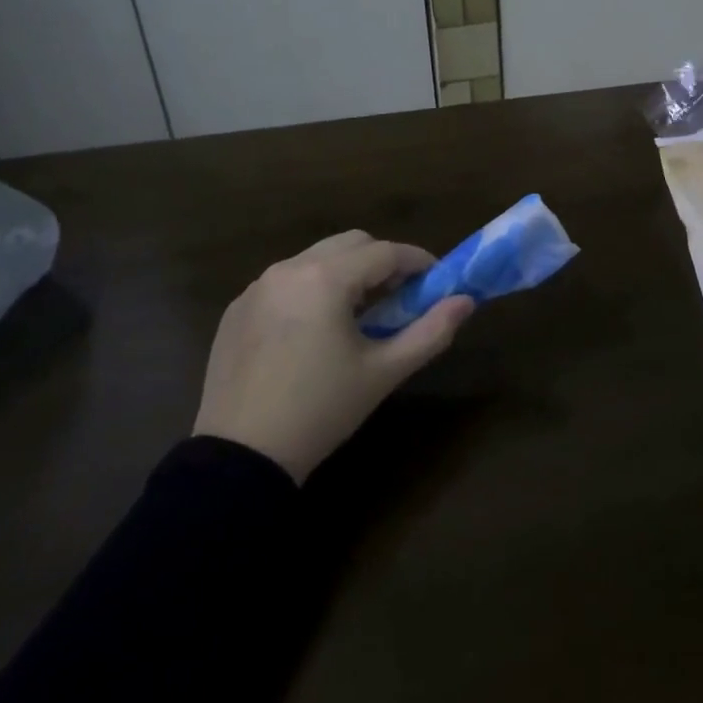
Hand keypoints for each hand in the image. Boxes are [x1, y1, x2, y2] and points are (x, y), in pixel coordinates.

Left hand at [194, 230, 474, 482]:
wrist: (240, 458)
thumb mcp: (384, 372)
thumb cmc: (321, 410)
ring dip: (346, 273)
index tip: (436, 282)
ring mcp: (257, 287)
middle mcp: (289, 269)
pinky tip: (315, 331)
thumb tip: (466, 301)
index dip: (418, 262)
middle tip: (399, 297)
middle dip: (381, 262)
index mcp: (325, 279)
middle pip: (350, 243)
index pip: (385, 252)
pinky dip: (311, 290)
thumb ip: (431, 331)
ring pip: (316, 258)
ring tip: (358, 315)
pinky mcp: (237, 309)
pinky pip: (285, 282)